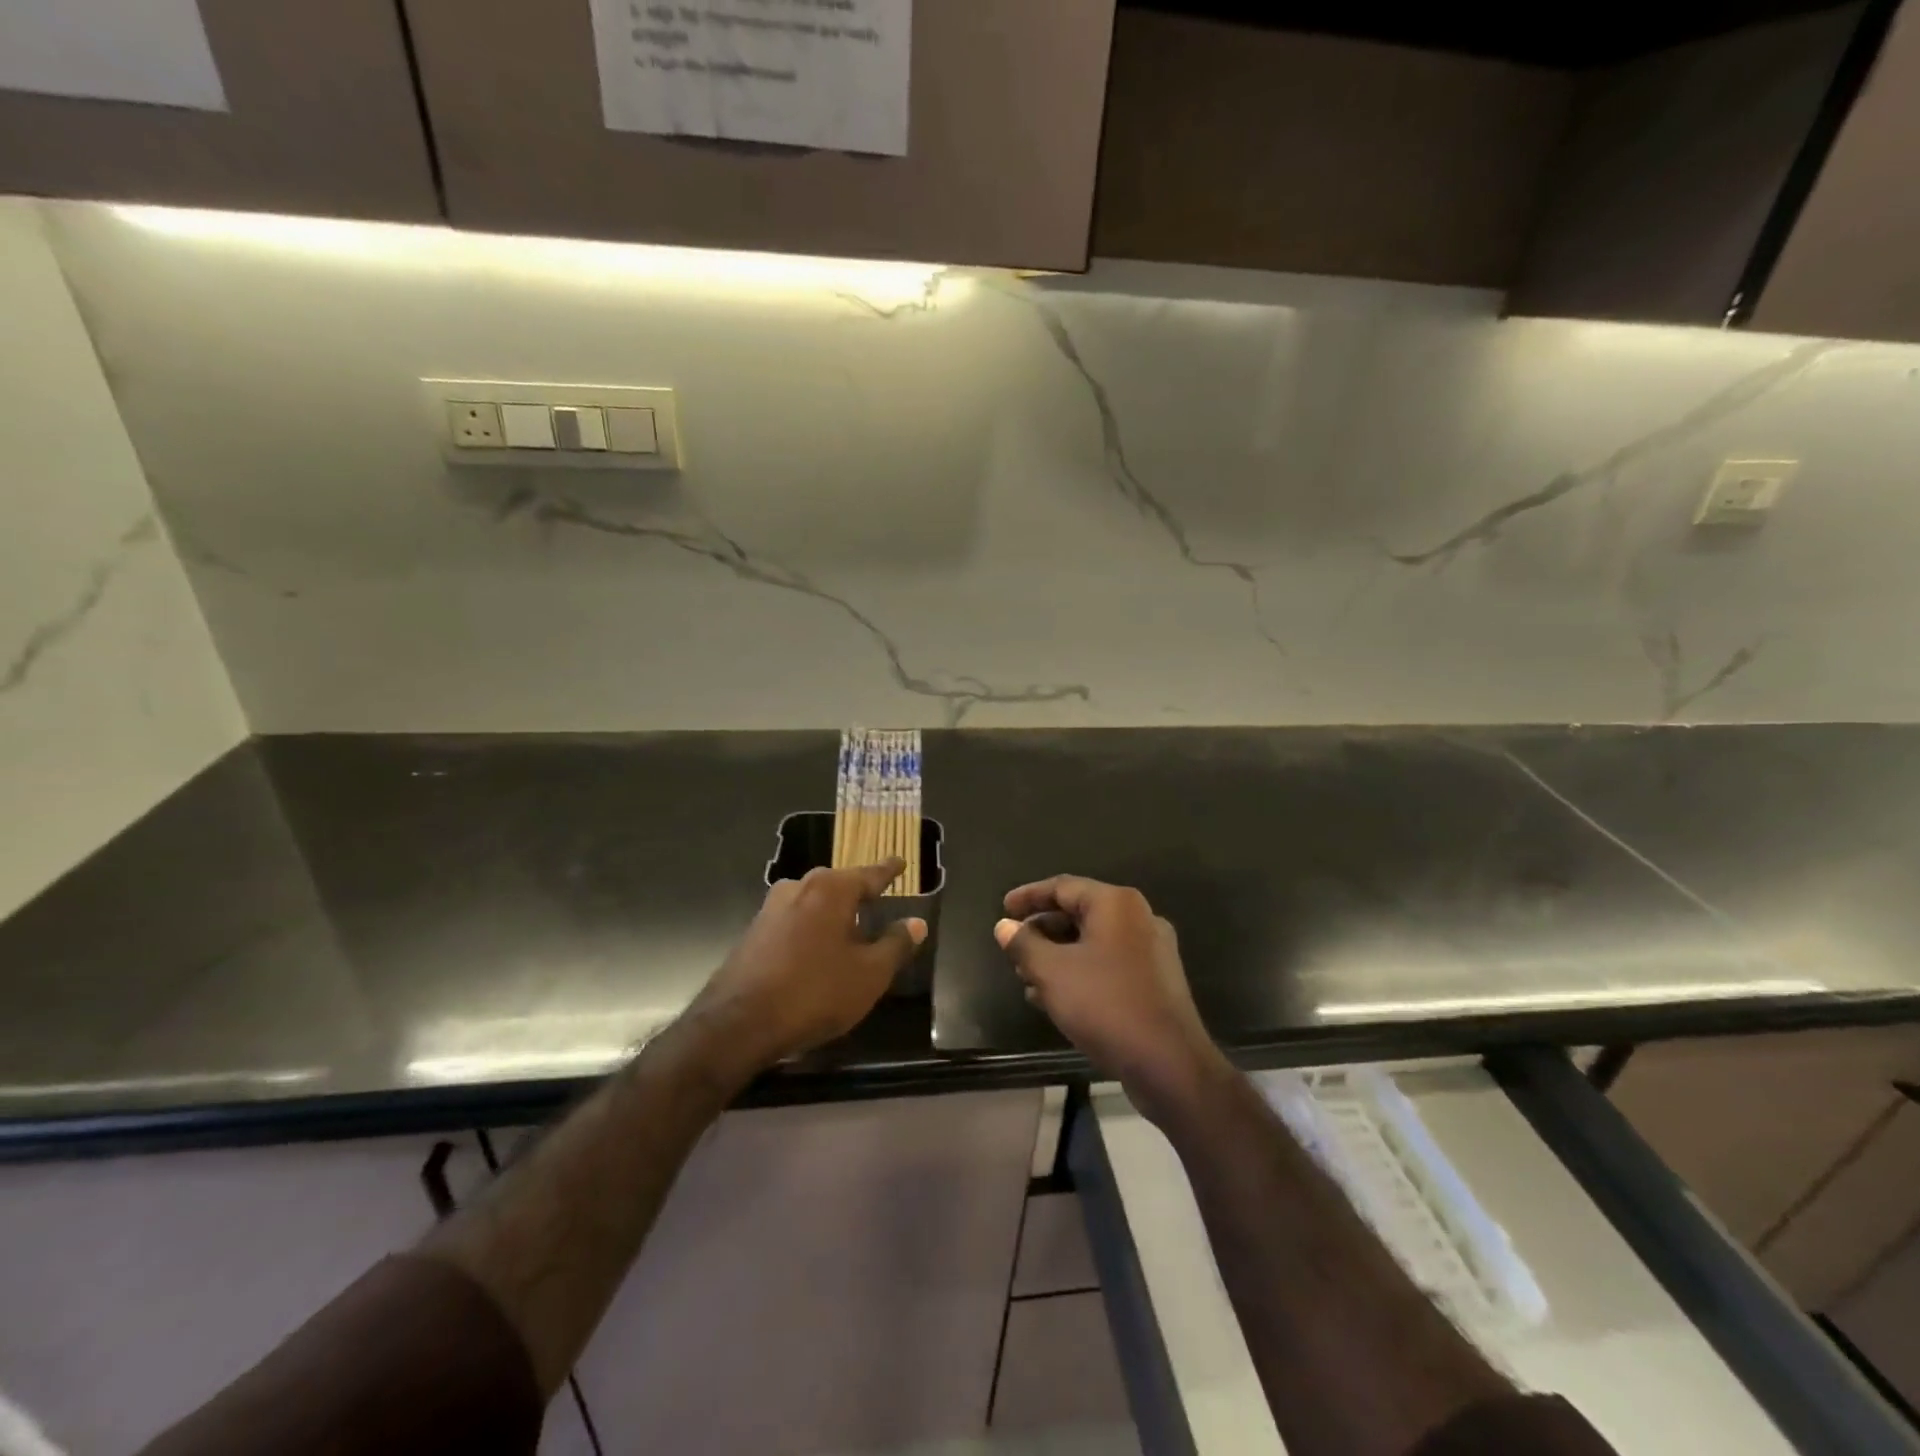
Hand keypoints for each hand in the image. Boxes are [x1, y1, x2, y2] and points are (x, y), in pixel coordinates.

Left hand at [689, 860, 925, 1073]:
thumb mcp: (869, 974)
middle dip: (857, 892)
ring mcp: (771, 908)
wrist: (738, 1023)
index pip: (870, 874)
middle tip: (876, 902)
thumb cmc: (815, 992)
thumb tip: (917, 923)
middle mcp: (800, 887)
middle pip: (838, 884)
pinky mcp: (754, 932)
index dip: (889, 871)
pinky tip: (815, 952)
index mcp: (832, 889)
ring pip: (812, 901)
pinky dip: (810, 929)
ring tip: (848, 931)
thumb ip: (896, 945)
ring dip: (831, 913)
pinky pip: (793, 920)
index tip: (901, 862)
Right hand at [996, 876, 1228, 1123]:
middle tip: (1013, 947)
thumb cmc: (1105, 1005)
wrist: (1169, 1064)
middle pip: (1079, 912)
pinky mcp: (1155, 981)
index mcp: (1116, 904)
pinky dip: (1079, 971)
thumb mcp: (1052, 973)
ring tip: (1026, 976)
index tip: (1003, 909)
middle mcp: (1138, 918)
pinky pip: (1108, 964)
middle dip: (1042, 930)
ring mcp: (1151, 951)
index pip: (1062, 886)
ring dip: (1057, 954)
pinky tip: (1054, 997)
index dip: (1028, 896)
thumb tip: (1004, 926)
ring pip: (1093, 941)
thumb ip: (1024, 944)